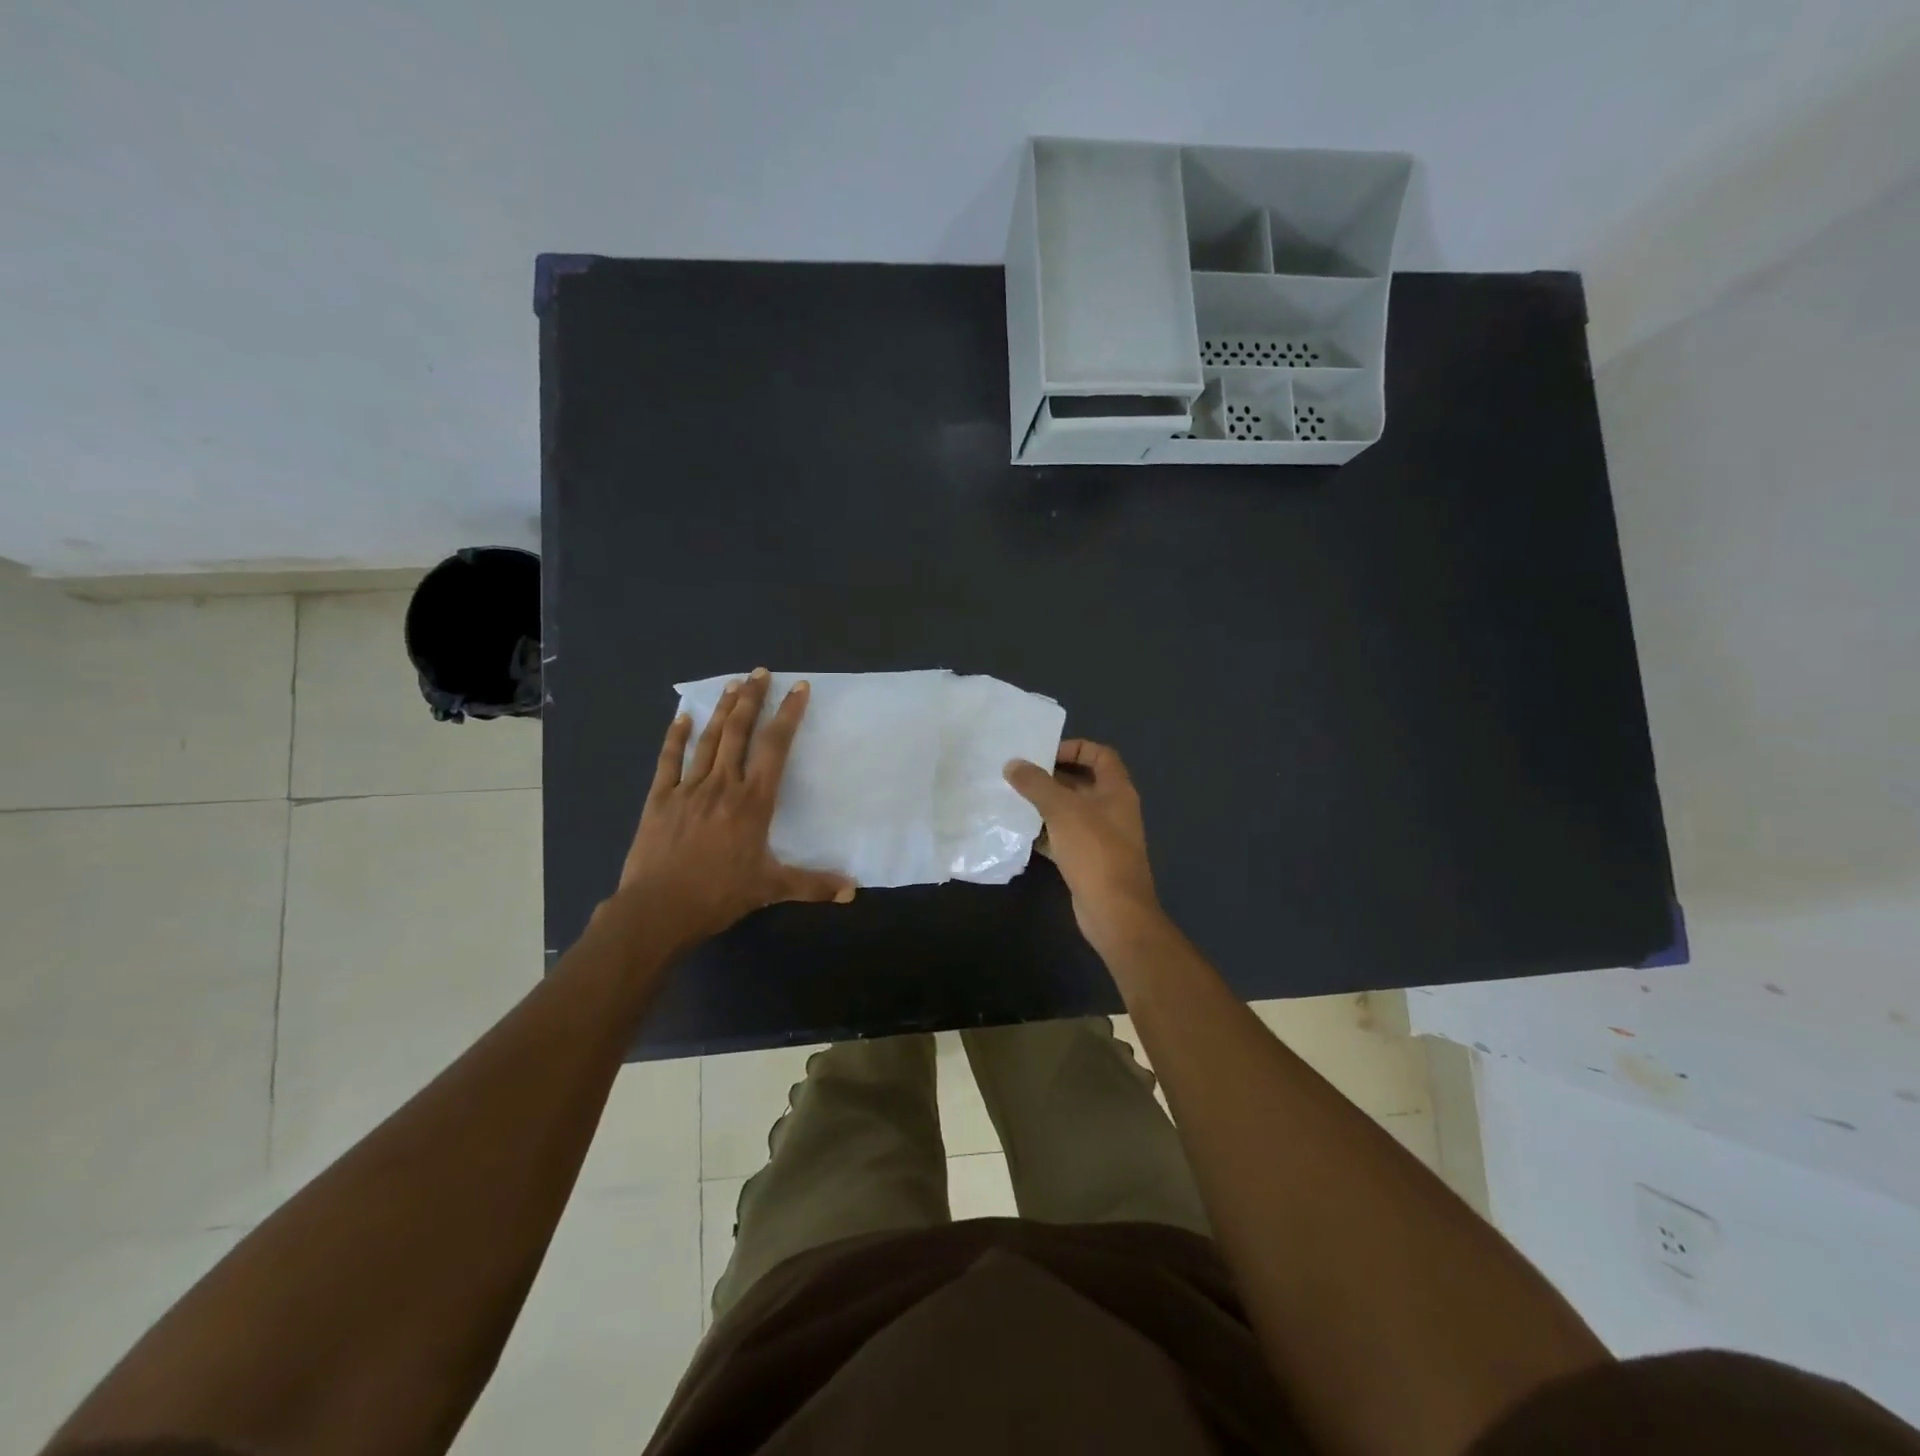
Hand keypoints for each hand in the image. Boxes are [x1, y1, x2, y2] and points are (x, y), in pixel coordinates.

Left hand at [616, 668, 853, 954]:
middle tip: (760, 672)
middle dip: (752, 699)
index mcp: (753, 801)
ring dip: (722, 710)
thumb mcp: (771, 889)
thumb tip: (852, 893)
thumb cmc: (719, 895)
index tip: (798, 688)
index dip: (788, 714)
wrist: (658, 910)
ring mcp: (688, 788)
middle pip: (739, 732)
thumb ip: (813, 885)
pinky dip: (675, 737)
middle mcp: (722, 785)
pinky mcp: (660, 799)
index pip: (774, 747)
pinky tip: (682, 717)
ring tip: (733, 684)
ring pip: (708, 739)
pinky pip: (668, 760)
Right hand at [1004, 739, 1164, 951]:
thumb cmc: (1094, 851)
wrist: (1114, 911)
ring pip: (1070, 812)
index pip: (1100, 754)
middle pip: (1082, 782)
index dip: (1074, 748)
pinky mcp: (1089, 860)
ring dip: (1045, 805)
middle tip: (1019, 776)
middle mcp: (1113, 809)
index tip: (1044, 754)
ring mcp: (1102, 837)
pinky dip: (1045, 833)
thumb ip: (1036, 784)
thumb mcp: (1062, 810)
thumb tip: (1012, 764)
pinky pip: (1064, 837)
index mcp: (1116, 790)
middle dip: (1051, 778)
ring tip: (1013, 800)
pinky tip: (1020, 833)